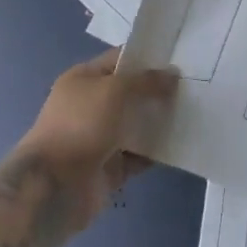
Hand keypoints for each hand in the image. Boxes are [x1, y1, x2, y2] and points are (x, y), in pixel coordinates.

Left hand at [17, 49, 178, 223]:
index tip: (178, 60)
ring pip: (136, 125)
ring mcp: (99, 138)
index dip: (147, 59)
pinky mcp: (109, 168)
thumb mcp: (115, 90)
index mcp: (83, 80)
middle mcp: (90, 106)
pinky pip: (138, 155)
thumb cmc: (81, 125)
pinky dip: (155, 152)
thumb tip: (173, 74)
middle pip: (130, 93)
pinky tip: (180, 145)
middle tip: (191, 87)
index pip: (119, 60)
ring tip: (192, 113)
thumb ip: (146, 81)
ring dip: (159, 122)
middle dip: (157, 91)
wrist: (54, 187)